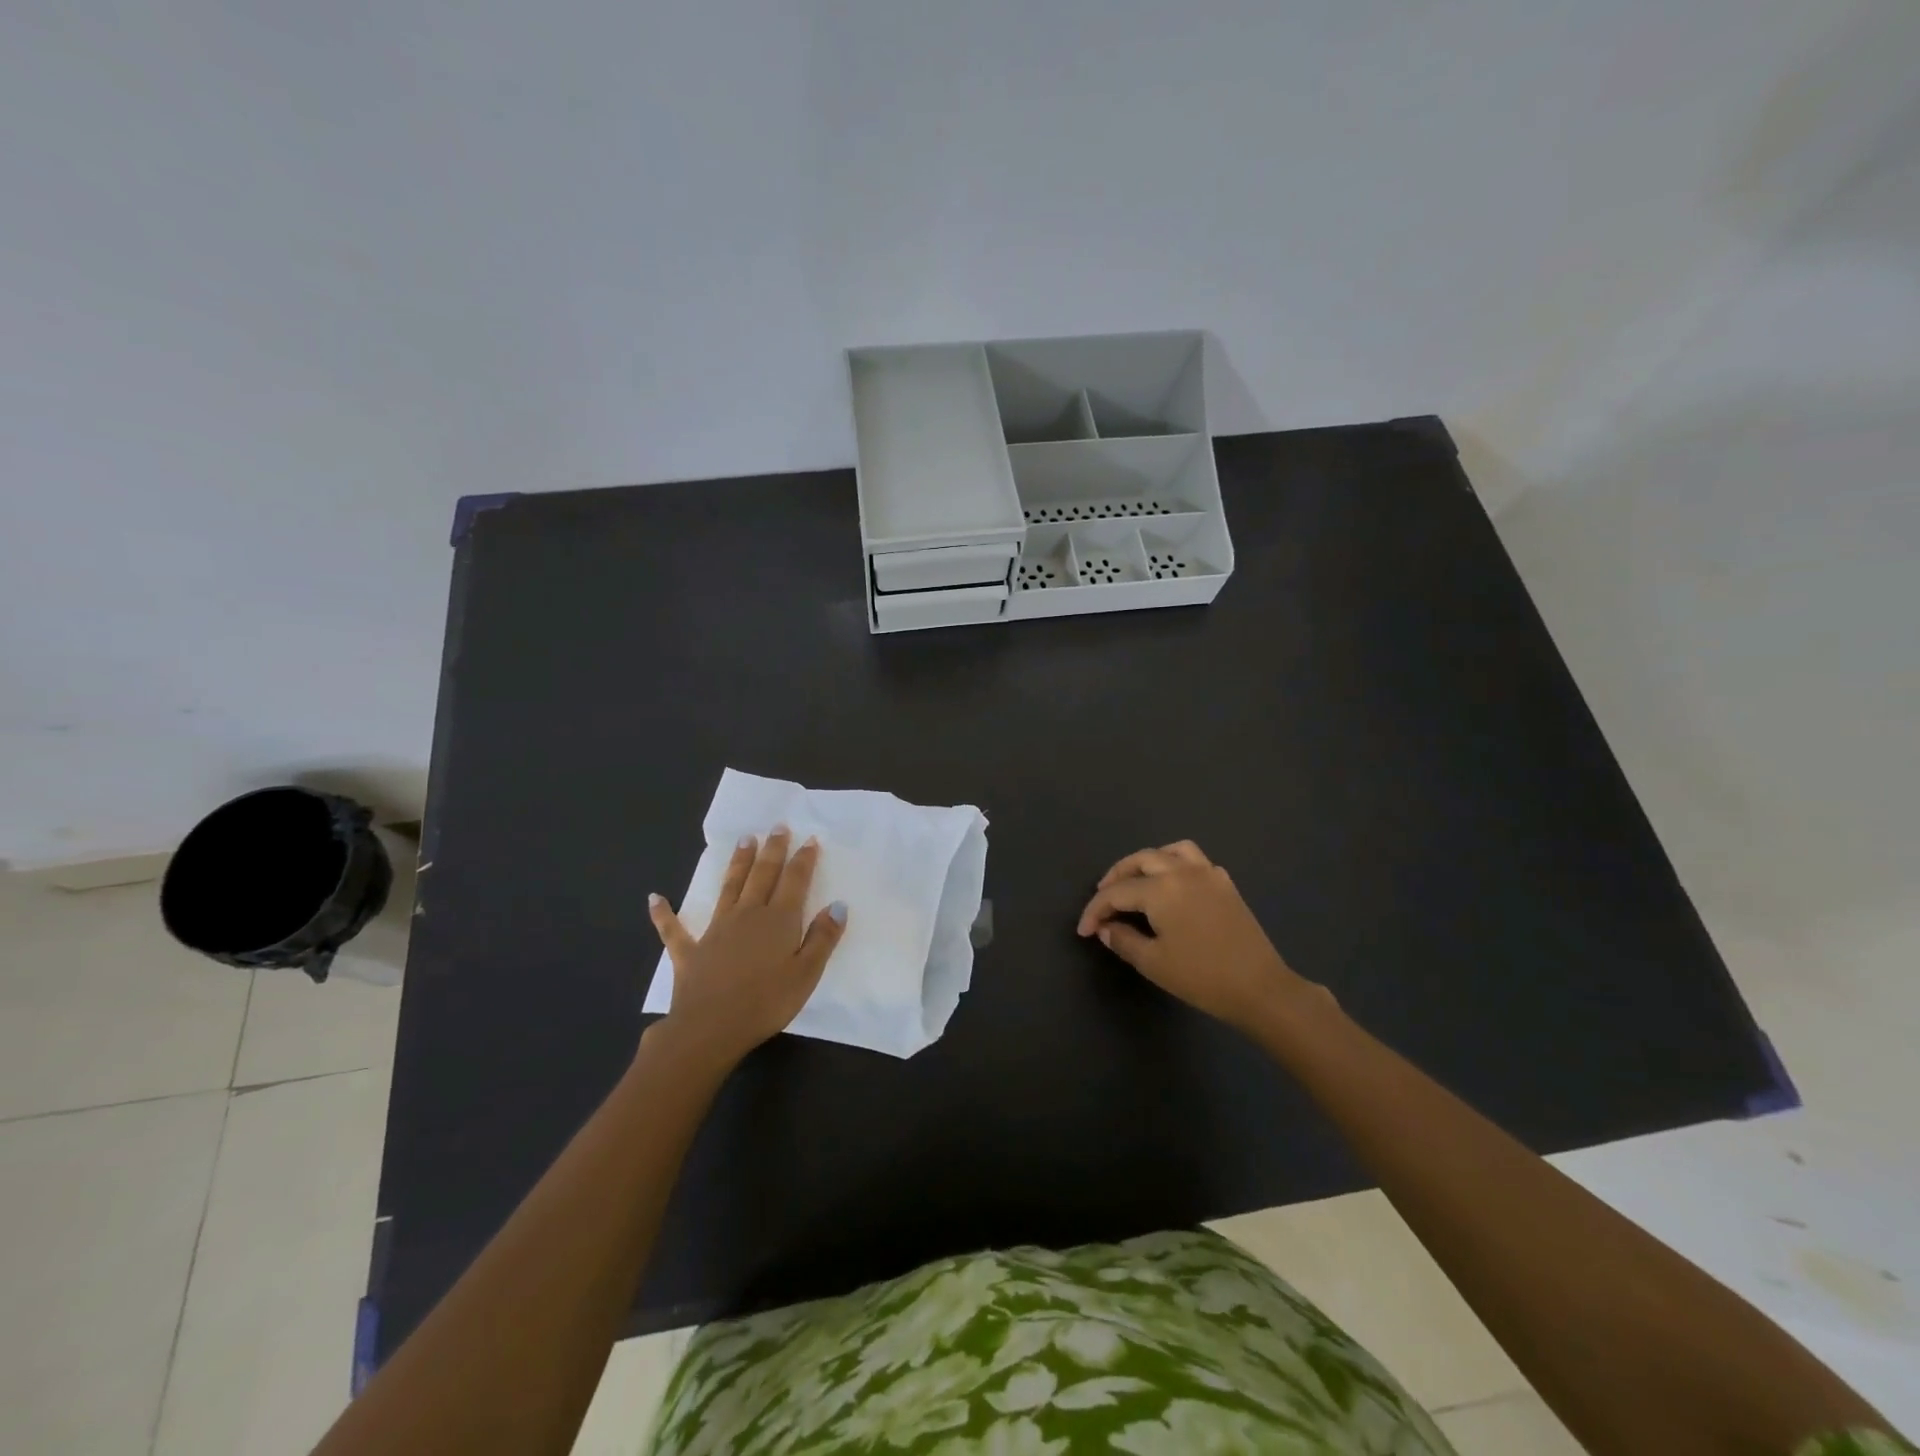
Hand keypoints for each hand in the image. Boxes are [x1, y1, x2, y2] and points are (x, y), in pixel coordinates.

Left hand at [647, 827, 847, 1067]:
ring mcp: (716, 930)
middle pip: (762, 875)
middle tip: (777, 827)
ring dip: (737, 864)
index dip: (803, 859)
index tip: (809, 839)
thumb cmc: (766, 1002)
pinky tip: (655, 898)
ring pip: (729, 888)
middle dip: (772, 850)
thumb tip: (837, 905)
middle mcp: (747, 915)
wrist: (710, 1028)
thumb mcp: (807, 974)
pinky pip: (674, 929)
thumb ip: (823, 938)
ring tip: (744, 841)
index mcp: (778, 920)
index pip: (794, 881)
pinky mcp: (690, 951)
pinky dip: (664, 913)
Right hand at [1076, 840, 1327, 1033]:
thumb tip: (1106, 928)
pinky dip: (1175, 865)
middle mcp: (1182, 871)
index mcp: (1160, 889)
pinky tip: (1172, 887)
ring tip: (1135, 881)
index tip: (1084, 931)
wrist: (1260, 988)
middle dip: (1116, 877)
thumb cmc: (1202, 977)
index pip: (1116, 893)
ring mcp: (1208, 874)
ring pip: (1169, 851)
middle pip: (1140, 861)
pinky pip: (1194, 860)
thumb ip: (1123, 940)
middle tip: (1103, 899)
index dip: (1095, 910)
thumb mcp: (1153, 963)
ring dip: (1146, 862)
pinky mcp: (1225, 884)